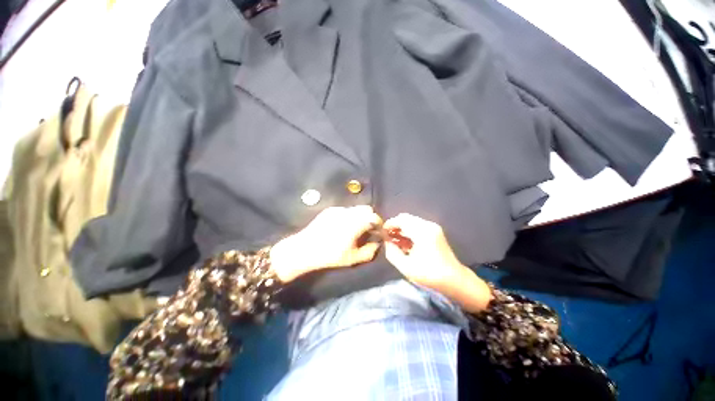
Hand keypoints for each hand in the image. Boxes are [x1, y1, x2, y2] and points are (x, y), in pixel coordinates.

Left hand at [271, 206, 382, 282]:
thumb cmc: (330, 255)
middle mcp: (348, 212)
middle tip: (367, 230)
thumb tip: (377, 242)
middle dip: (370, 218)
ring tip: (355, 228)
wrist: (304, 249)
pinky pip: (345, 210)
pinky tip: (342, 227)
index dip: (379, 224)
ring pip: (356, 208)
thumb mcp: (353, 258)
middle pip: (367, 209)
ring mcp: (338, 209)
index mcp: (356, 223)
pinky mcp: (330, 210)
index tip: (377, 232)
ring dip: (360, 216)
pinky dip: (349, 216)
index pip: (374, 217)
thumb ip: (370, 251)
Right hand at [382, 213, 464, 290]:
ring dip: (401, 229)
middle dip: (394, 226)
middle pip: (406, 218)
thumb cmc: (430, 275)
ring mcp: (432, 227)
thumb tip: (386, 242)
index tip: (381, 233)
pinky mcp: (434, 231)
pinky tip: (403, 243)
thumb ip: (392, 252)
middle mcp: (428, 225)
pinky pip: (417, 226)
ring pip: (411, 221)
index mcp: (422, 232)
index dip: (389, 224)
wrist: (454, 280)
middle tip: (387, 237)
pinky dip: (408, 231)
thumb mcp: (406, 267)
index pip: (401, 220)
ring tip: (394, 241)